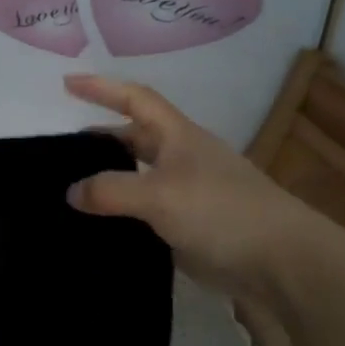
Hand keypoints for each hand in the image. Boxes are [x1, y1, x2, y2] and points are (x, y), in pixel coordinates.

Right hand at [64, 74, 326, 299]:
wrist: (282, 263)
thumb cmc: (222, 212)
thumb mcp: (159, 195)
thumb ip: (110, 190)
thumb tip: (71, 191)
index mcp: (178, 137)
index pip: (135, 99)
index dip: (102, 87)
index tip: (67, 83)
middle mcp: (181, 159)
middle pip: (134, 137)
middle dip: (100, 138)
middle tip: (62, 148)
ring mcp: (186, 194)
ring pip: (137, 177)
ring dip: (108, 179)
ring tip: (71, 189)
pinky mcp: (188, 227)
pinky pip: (144, 212)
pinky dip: (119, 213)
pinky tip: (98, 226)